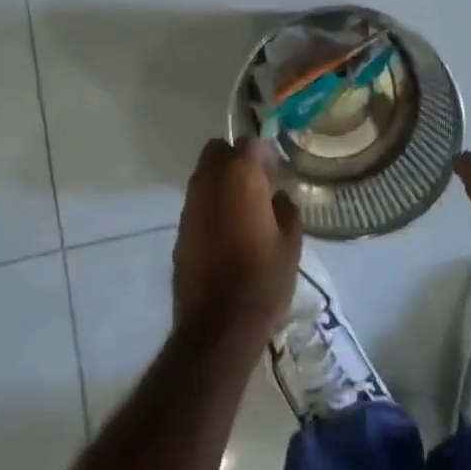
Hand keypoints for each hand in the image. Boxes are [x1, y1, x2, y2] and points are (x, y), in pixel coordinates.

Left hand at [173, 138, 302, 337]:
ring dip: (222, 183)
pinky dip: (211, 207)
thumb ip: (286, 209)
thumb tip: (278, 198)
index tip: (277, 174)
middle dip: (236, 159)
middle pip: (218, 150)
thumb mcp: (291, 243)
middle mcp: (210, 180)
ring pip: (205, 175)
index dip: (266, 155)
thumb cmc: (262, 279)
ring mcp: (190, 204)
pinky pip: (197, 203)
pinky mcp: (180, 229)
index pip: (251, 142)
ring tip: (243, 211)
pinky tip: (227, 233)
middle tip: (257, 185)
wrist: (218, 327)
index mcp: (240, 175)